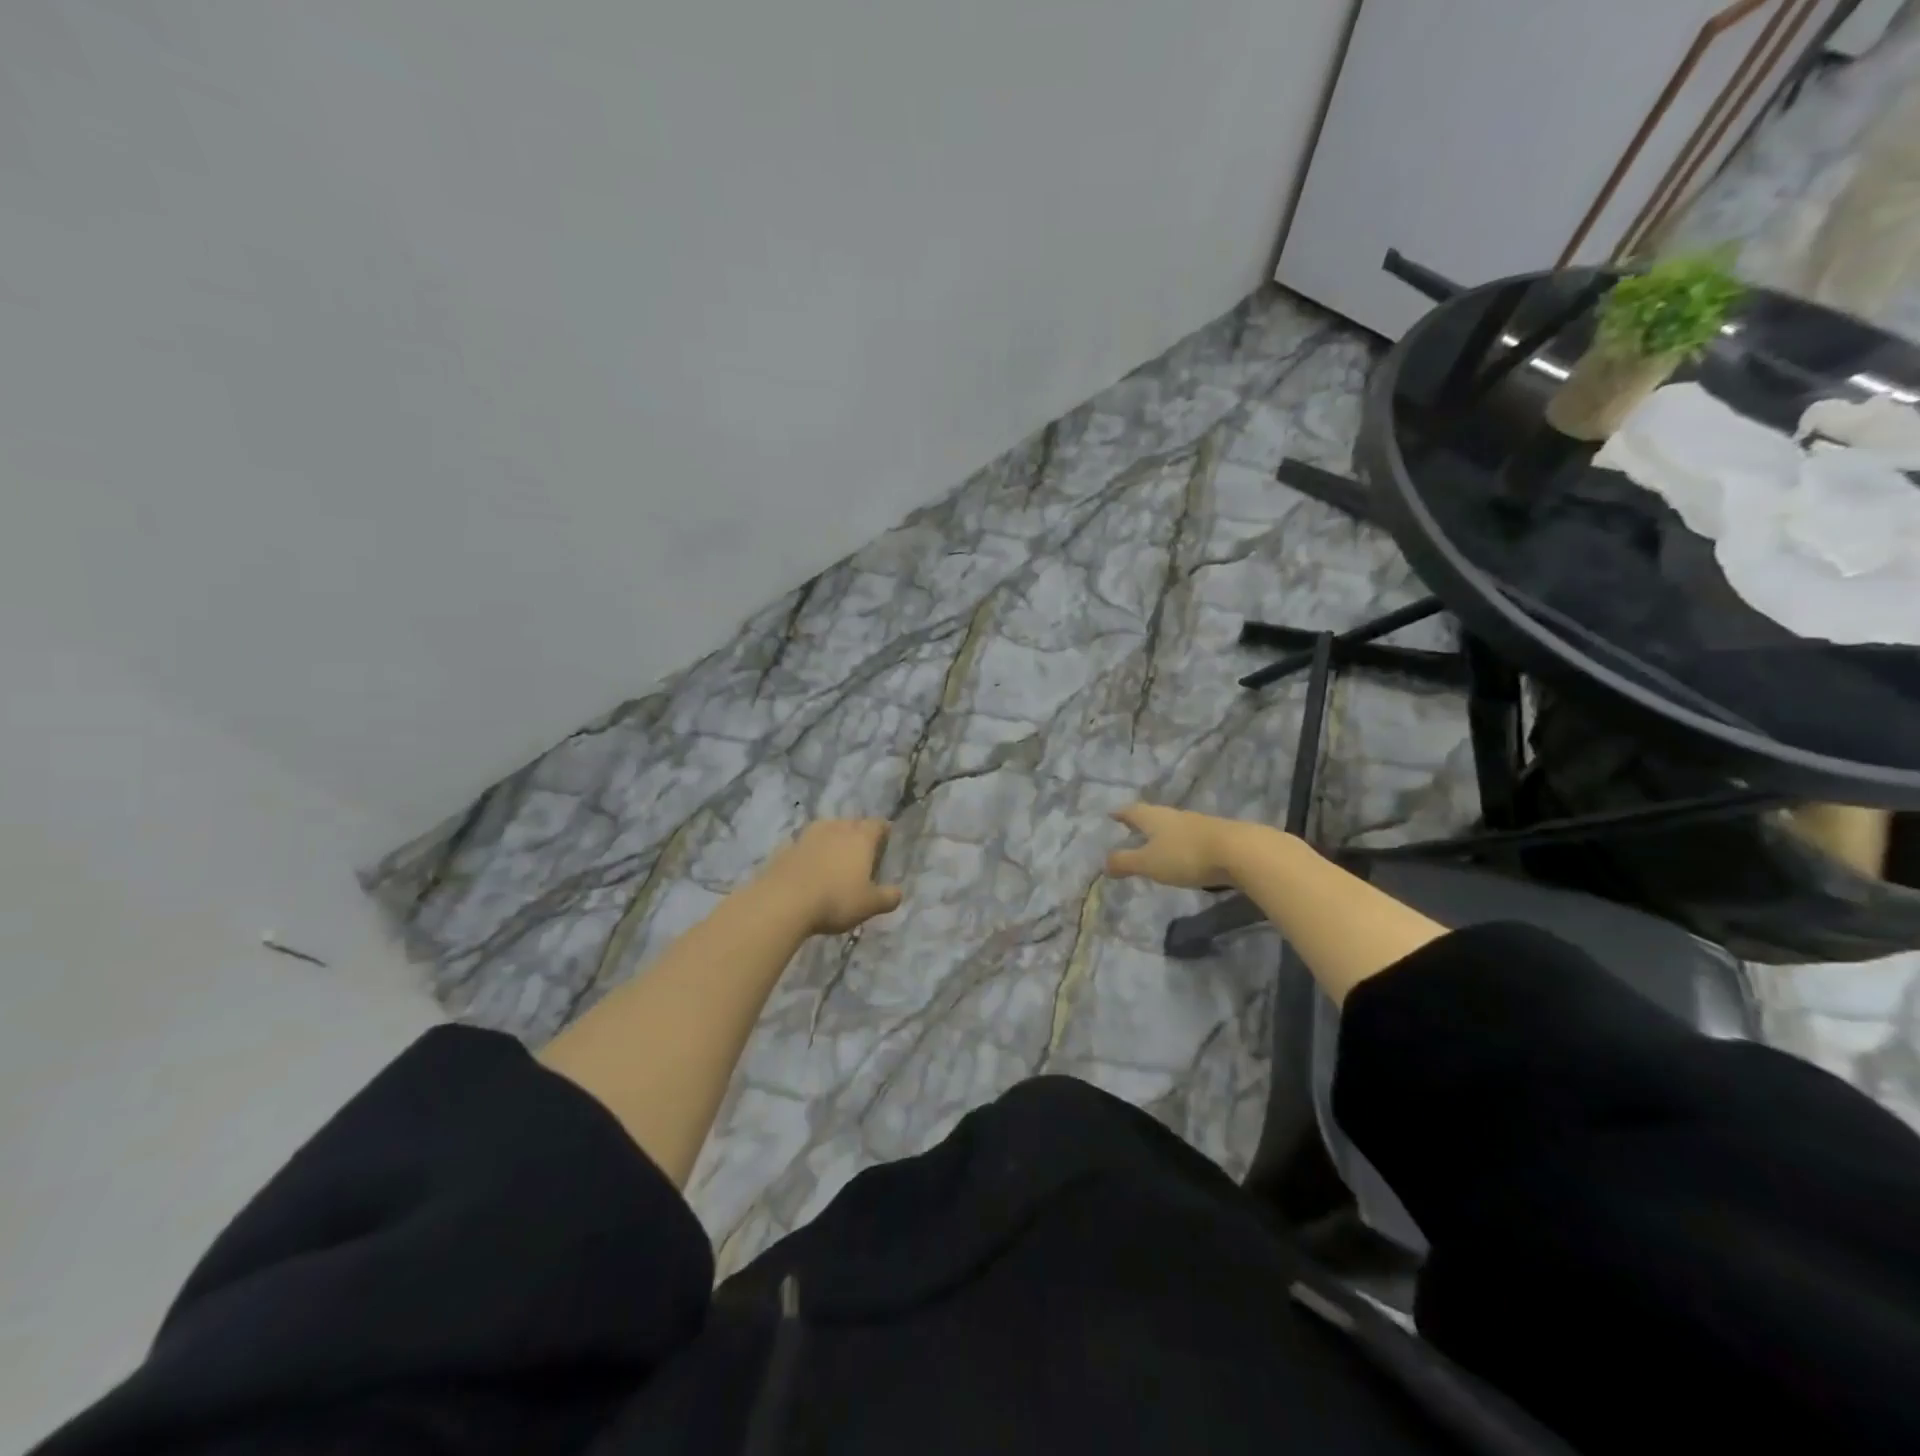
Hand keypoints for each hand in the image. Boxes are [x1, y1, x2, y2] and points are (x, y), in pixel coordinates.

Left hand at [757, 819, 904, 934]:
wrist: (783, 902)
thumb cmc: (835, 900)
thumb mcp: (869, 905)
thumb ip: (887, 897)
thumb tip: (898, 893)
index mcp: (860, 838)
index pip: (877, 824)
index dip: (883, 830)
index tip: (885, 838)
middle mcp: (836, 829)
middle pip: (851, 822)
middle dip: (857, 832)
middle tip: (860, 849)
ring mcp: (808, 836)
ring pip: (825, 828)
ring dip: (831, 837)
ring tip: (834, 853)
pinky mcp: (785, 848)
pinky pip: (803, 843)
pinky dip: (808, 850)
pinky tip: (808, 864)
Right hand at [1105, 803, 1267, 889]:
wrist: (1240, 852)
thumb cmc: (1186, 855)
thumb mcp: (1149, 862)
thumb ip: (1126, 862)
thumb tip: (1104, 863)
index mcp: (1154, 818)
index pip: (1132, 812)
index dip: (1121, 813)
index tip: (1112, 813)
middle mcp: (1175, 816)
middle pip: (1154, 815)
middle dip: (1142, 821)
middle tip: (1131, 826)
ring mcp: (1199, 825)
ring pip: (1174, 825)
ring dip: (1163, 832)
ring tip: (1156, 841)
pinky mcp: (1218, 837)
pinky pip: (1192, 837)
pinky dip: (1182, 843)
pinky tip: (1184, 853)